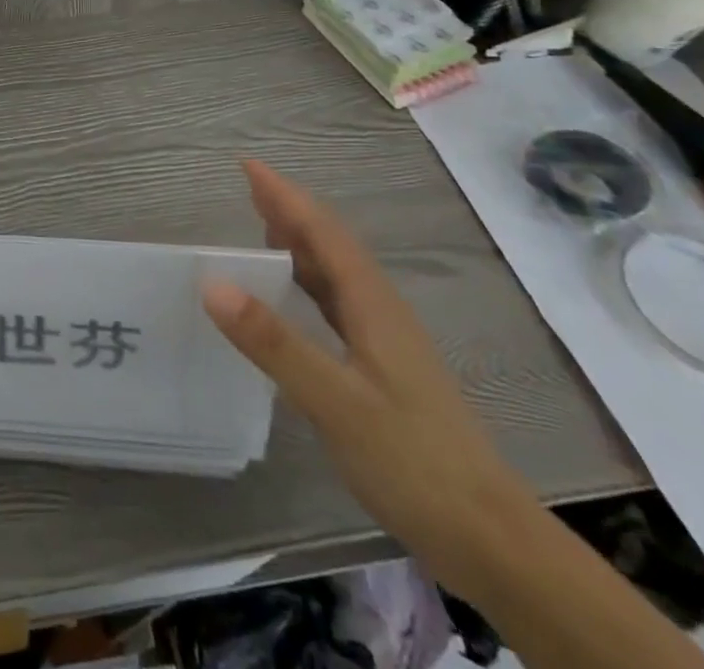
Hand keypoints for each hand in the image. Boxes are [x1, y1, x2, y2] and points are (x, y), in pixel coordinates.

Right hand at [200, 161, 543, 594]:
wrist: (491, 539)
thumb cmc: (413, 461)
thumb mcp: (334, 401)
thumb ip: (273, 341)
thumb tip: (212, 282)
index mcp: (372, 305)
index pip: (322, 232)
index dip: (285, 196)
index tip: (248, 164)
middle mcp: (380, 311)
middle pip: (331, 245)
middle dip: (290, 211)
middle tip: (248, 188)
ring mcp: (385, 342)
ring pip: (336, 274)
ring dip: (299, 244)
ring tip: (261, 229)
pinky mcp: (384, 369)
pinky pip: (337, 305)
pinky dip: (307, 283)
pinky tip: (293, 299)